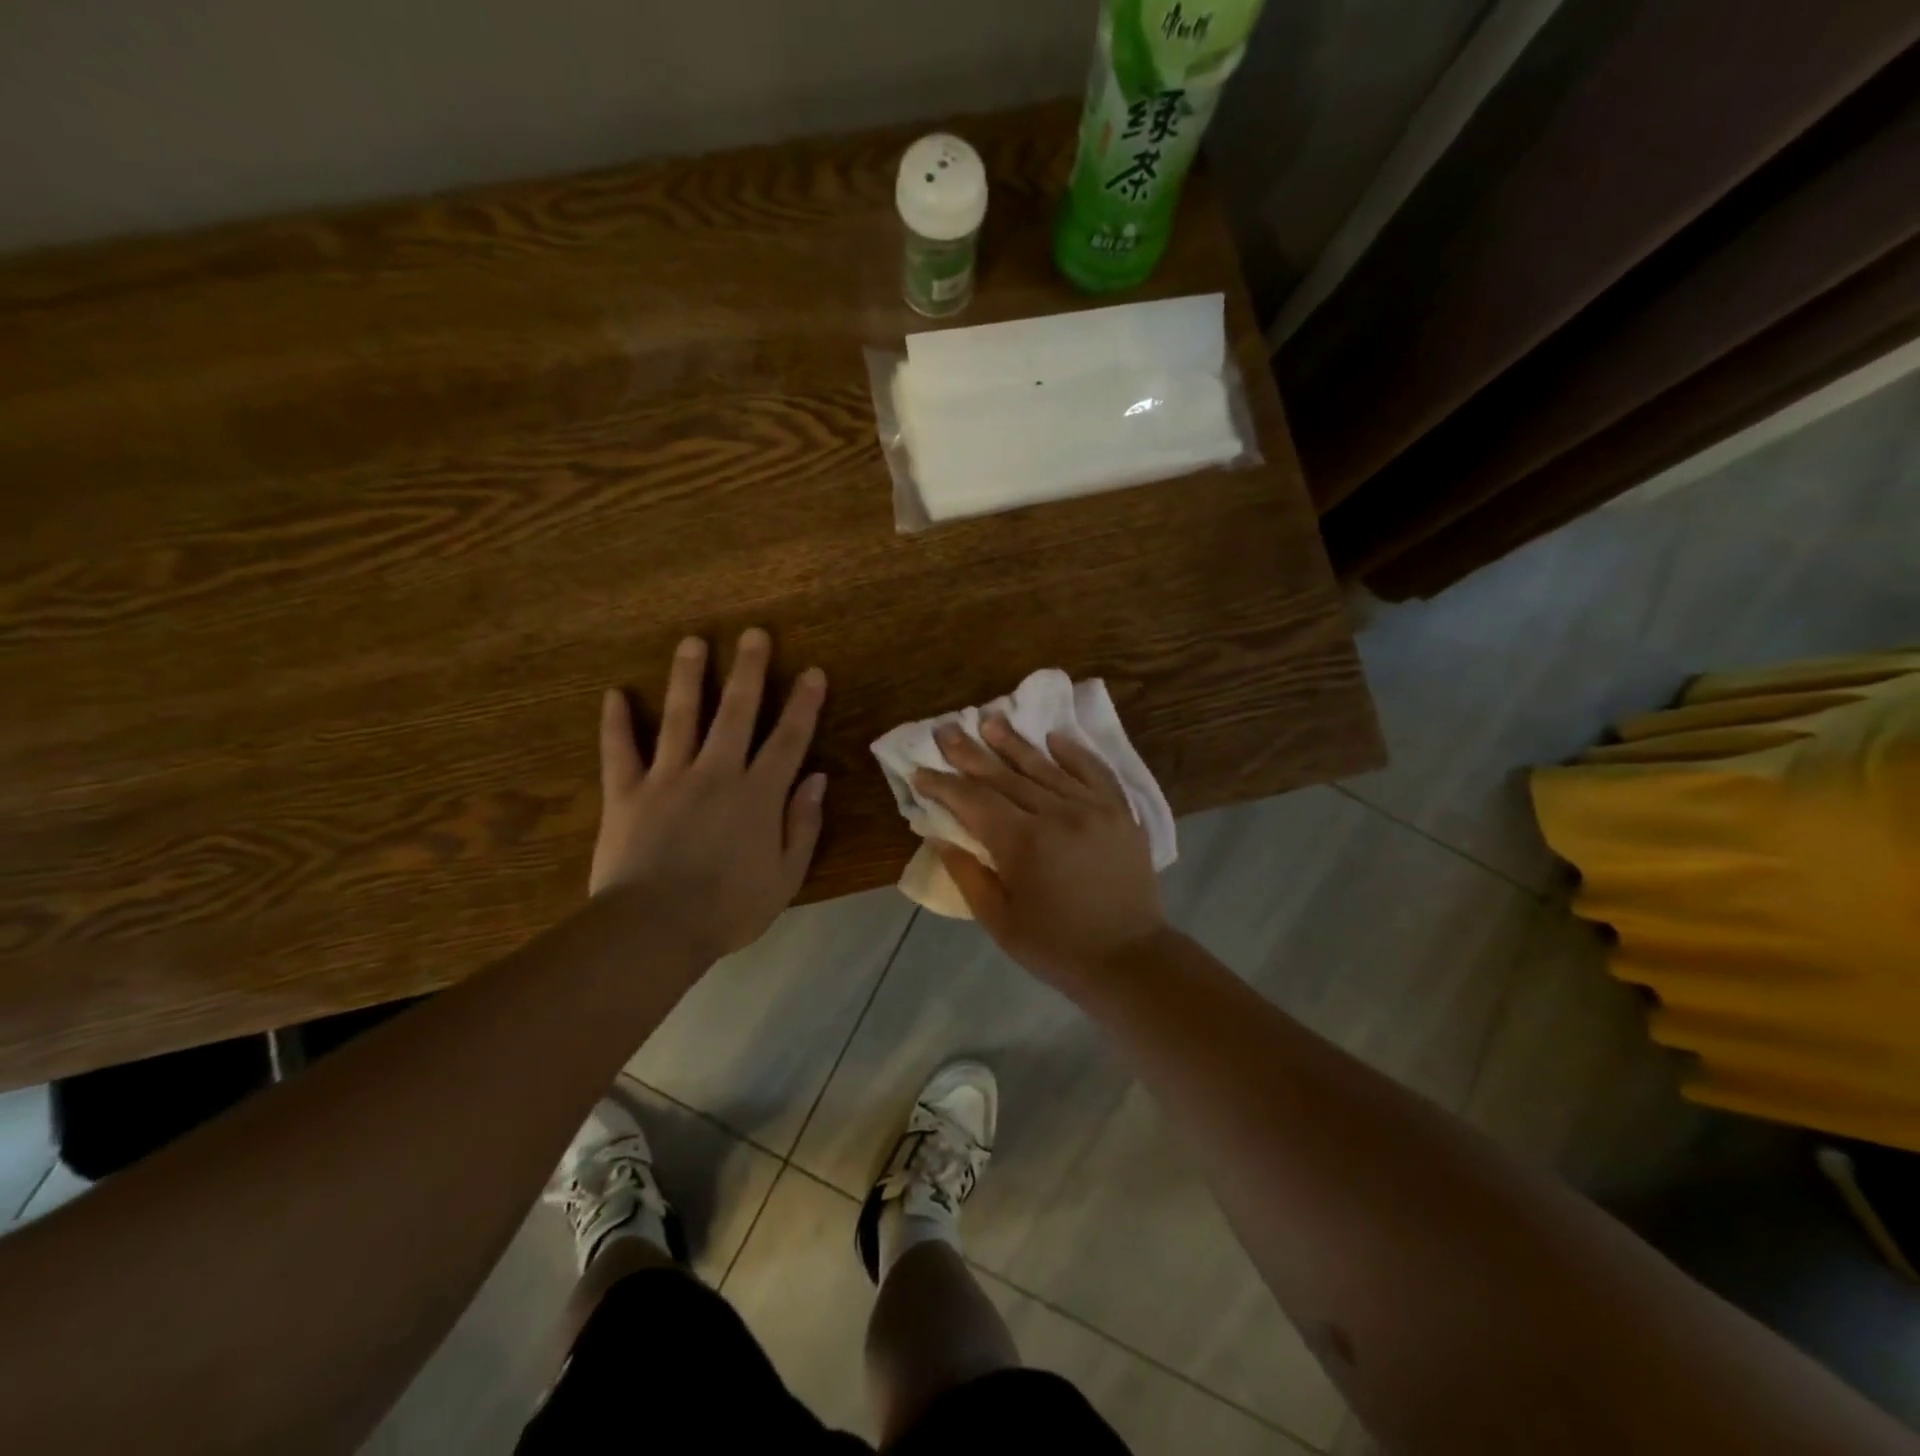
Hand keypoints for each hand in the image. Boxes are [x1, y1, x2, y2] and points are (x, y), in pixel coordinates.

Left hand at [591, 628, 827, 962]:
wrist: (654, 930)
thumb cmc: (729, 908)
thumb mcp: (785, 876)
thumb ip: (803, 824)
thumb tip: (816, 779)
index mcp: (758, 794)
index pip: (788, 739)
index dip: (803, 703)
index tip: (812, 671)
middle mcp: (716, 773)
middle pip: (736, 712)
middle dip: (748, 670)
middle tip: (753, 634)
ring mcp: (667, 778)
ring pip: (680, 717)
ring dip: (688, 677)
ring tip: (692, 642)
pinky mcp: (626, 793)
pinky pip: (619, 751)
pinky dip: (615, 722)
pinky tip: (614, 694)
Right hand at [913, 715, 1167, 992]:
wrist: (1131, 959)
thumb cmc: (1057, 947)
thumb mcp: (999, 921)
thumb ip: (968, 875)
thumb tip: (942, 837)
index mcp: (1023, 842)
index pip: (974, 801)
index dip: (944, 785)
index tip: (920, 771)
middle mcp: (1057, 813)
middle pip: (1005, 775)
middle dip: (971, 753)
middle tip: (947, 729)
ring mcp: (1093, 808)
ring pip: (1046, 766)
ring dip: (1015, 743)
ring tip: (991, 720)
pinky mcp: (1120, 812)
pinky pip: (1094, 772)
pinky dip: (1073, 753)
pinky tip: (1053, 739)